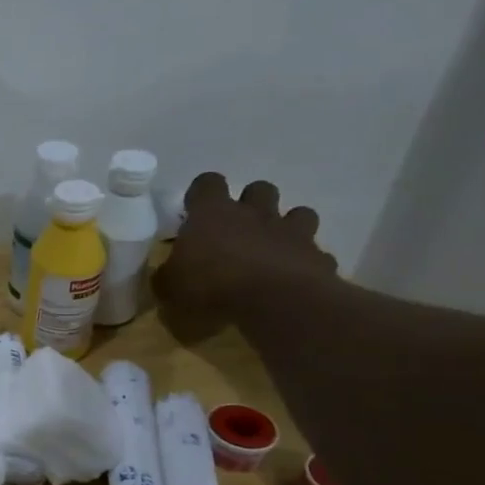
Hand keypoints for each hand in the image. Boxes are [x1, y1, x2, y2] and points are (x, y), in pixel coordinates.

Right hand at [153, 174, 337, 339]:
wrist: (275, 302)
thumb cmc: (211, 286)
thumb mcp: (169, 287)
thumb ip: (168, 275)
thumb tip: (167, 273)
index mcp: (212, 214)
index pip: (207, 183)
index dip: (202, 193)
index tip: (195, 211)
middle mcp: (254, 213)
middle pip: (259, 189)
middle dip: (251, 203)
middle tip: (237, 228)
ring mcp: (291, 232)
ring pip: (298, 213)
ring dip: (286, 226)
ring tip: (273, 248)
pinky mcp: (317, 256)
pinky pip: (314, 253)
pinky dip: (304, 262)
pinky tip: (293, 279)